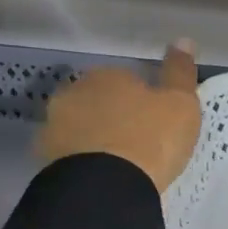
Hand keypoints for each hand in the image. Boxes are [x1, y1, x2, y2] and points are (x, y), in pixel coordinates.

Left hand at [38, 40, 201, 191]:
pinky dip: (83, 160)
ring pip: (82, 126)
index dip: (144, 99)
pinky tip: (101, 176)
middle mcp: (74, 92)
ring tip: (120, 163)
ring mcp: (54, 125)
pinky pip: (70, 154)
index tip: (157, 120)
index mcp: (107, 75)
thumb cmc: (151, 139)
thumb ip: (180, 72)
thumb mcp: (180, 104)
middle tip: (139, 141)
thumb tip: (183, 40)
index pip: (128, 79)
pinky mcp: (44, 158)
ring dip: (96, 137)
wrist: (107, 188)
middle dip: (115, 115)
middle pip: (100, 100)